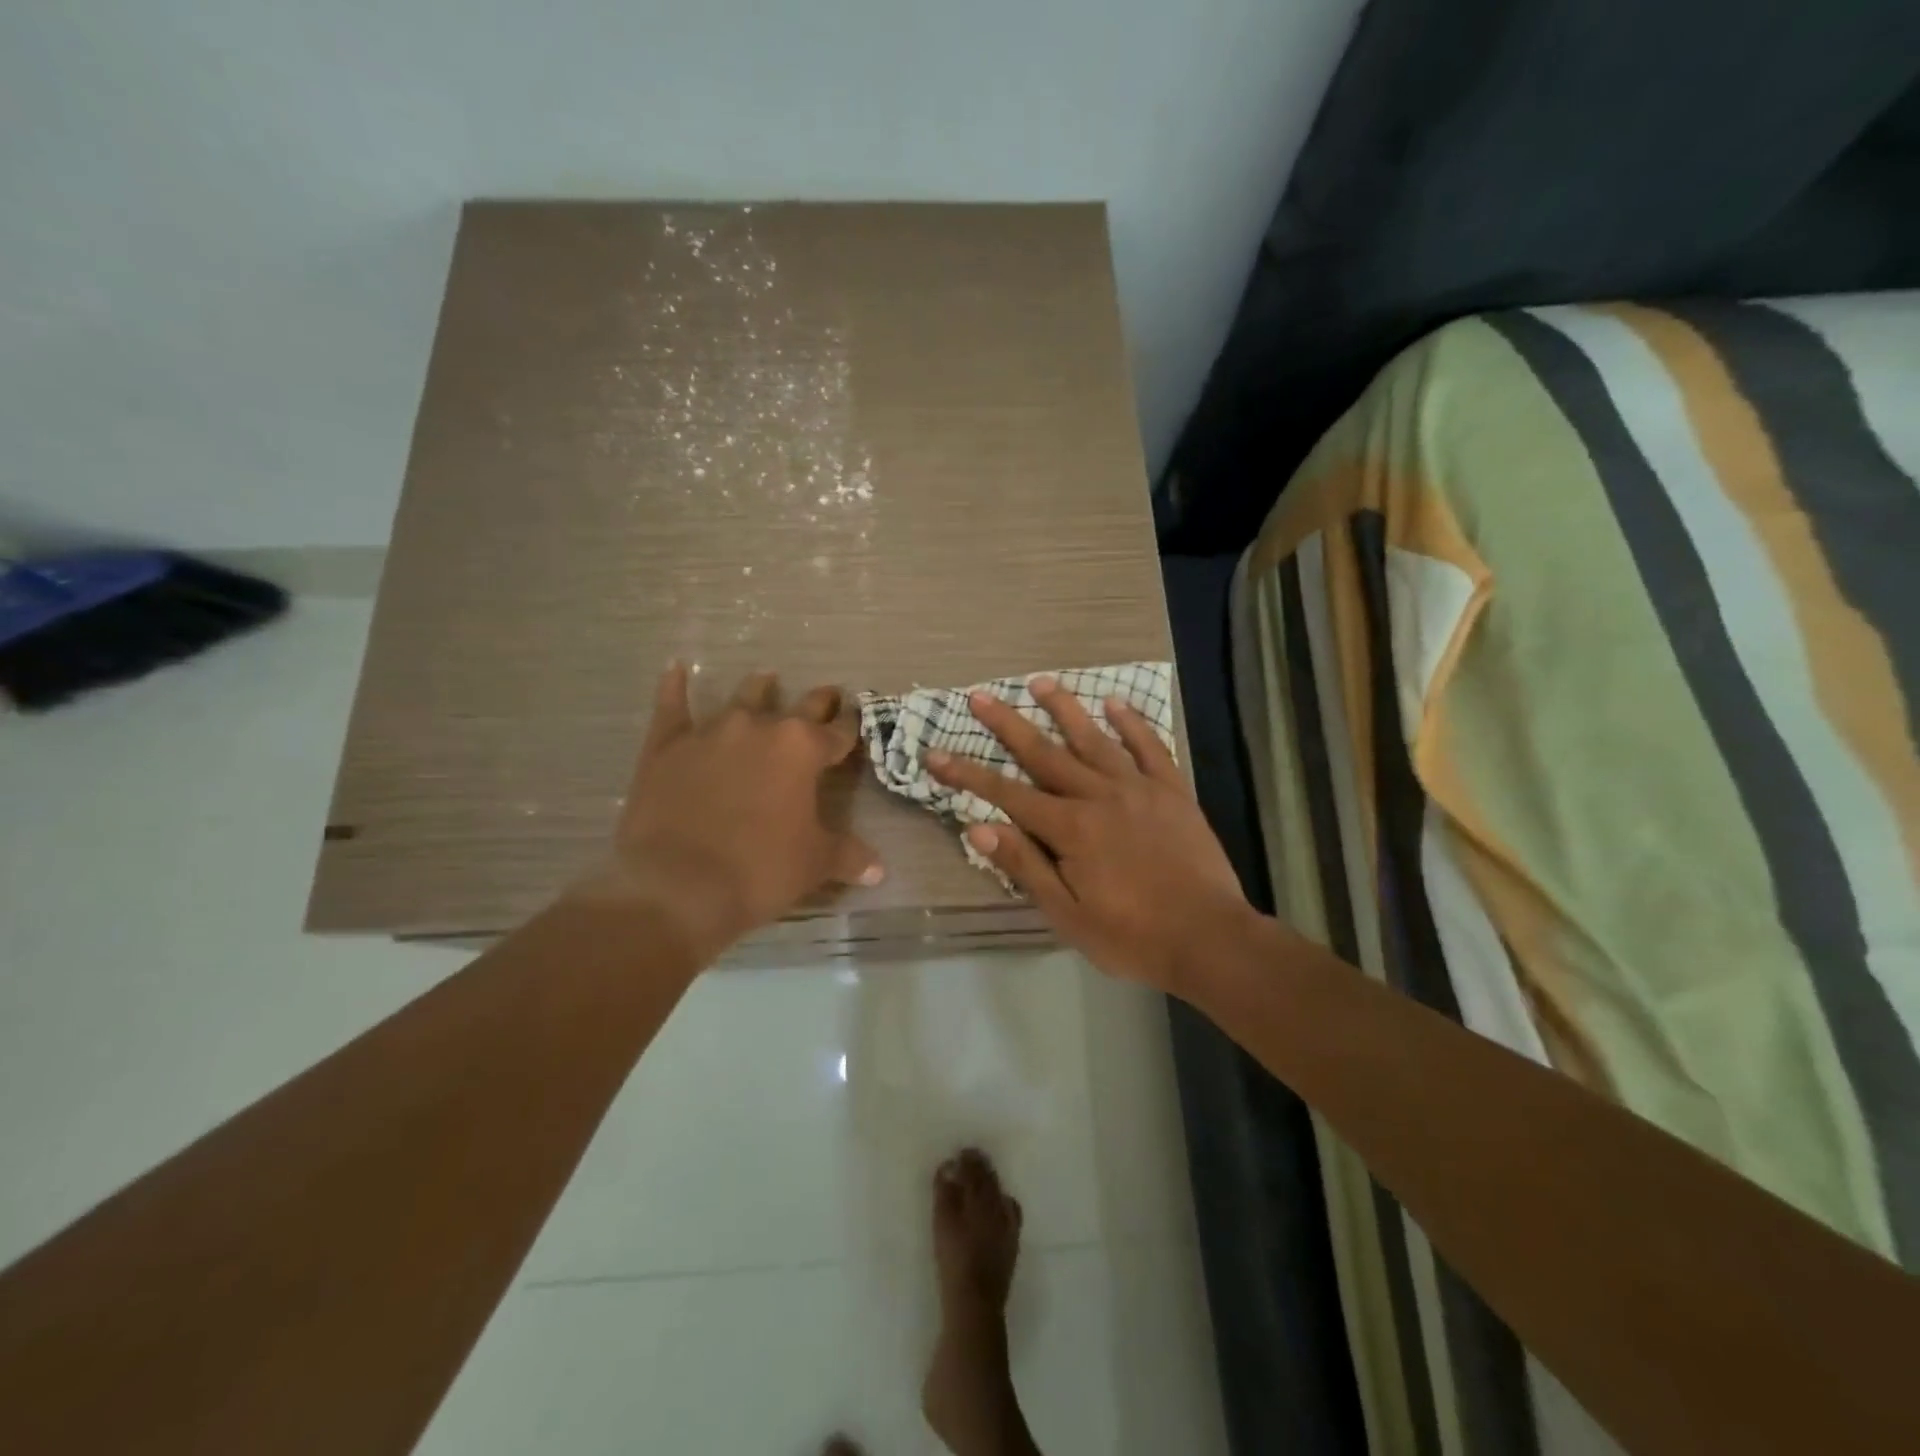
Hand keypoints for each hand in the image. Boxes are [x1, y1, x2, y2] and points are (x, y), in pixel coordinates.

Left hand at [572, 664, 882, 955]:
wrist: (678, 885)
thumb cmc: (760, 870)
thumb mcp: (815, 865)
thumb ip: (849, 857)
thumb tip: (879, 871)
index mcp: (803, 749)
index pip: (839, 731)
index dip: (851, 725)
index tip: (857, 717)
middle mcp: (761, 728)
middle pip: (799, 706)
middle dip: (818, 701)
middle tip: (828, 695)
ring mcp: (712, 731)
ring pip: (744, 698)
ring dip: (759, 689)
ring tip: (767, 680)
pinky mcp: (668, 745)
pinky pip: (672, 707)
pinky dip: (674, 688)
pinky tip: (676, 669)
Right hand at [926, 675, 1256, 994]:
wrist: (1210, 939)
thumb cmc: (1132, 936)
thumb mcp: (1068, 915)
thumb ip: (1025, 867)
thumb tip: (978, 829)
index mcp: (1071, 829)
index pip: (1007, 795)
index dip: (968, 775)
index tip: (936, 753)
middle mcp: (1100, 796)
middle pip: (1045, 754)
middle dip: (1008, 725)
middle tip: (980, 695)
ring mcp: (1139, 789)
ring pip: (1094, 739)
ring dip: (1065, 709)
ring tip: (1040, 681)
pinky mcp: (1173, 792)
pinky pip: (1150, 748)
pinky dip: (1132, 724)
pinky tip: (1115, 702)